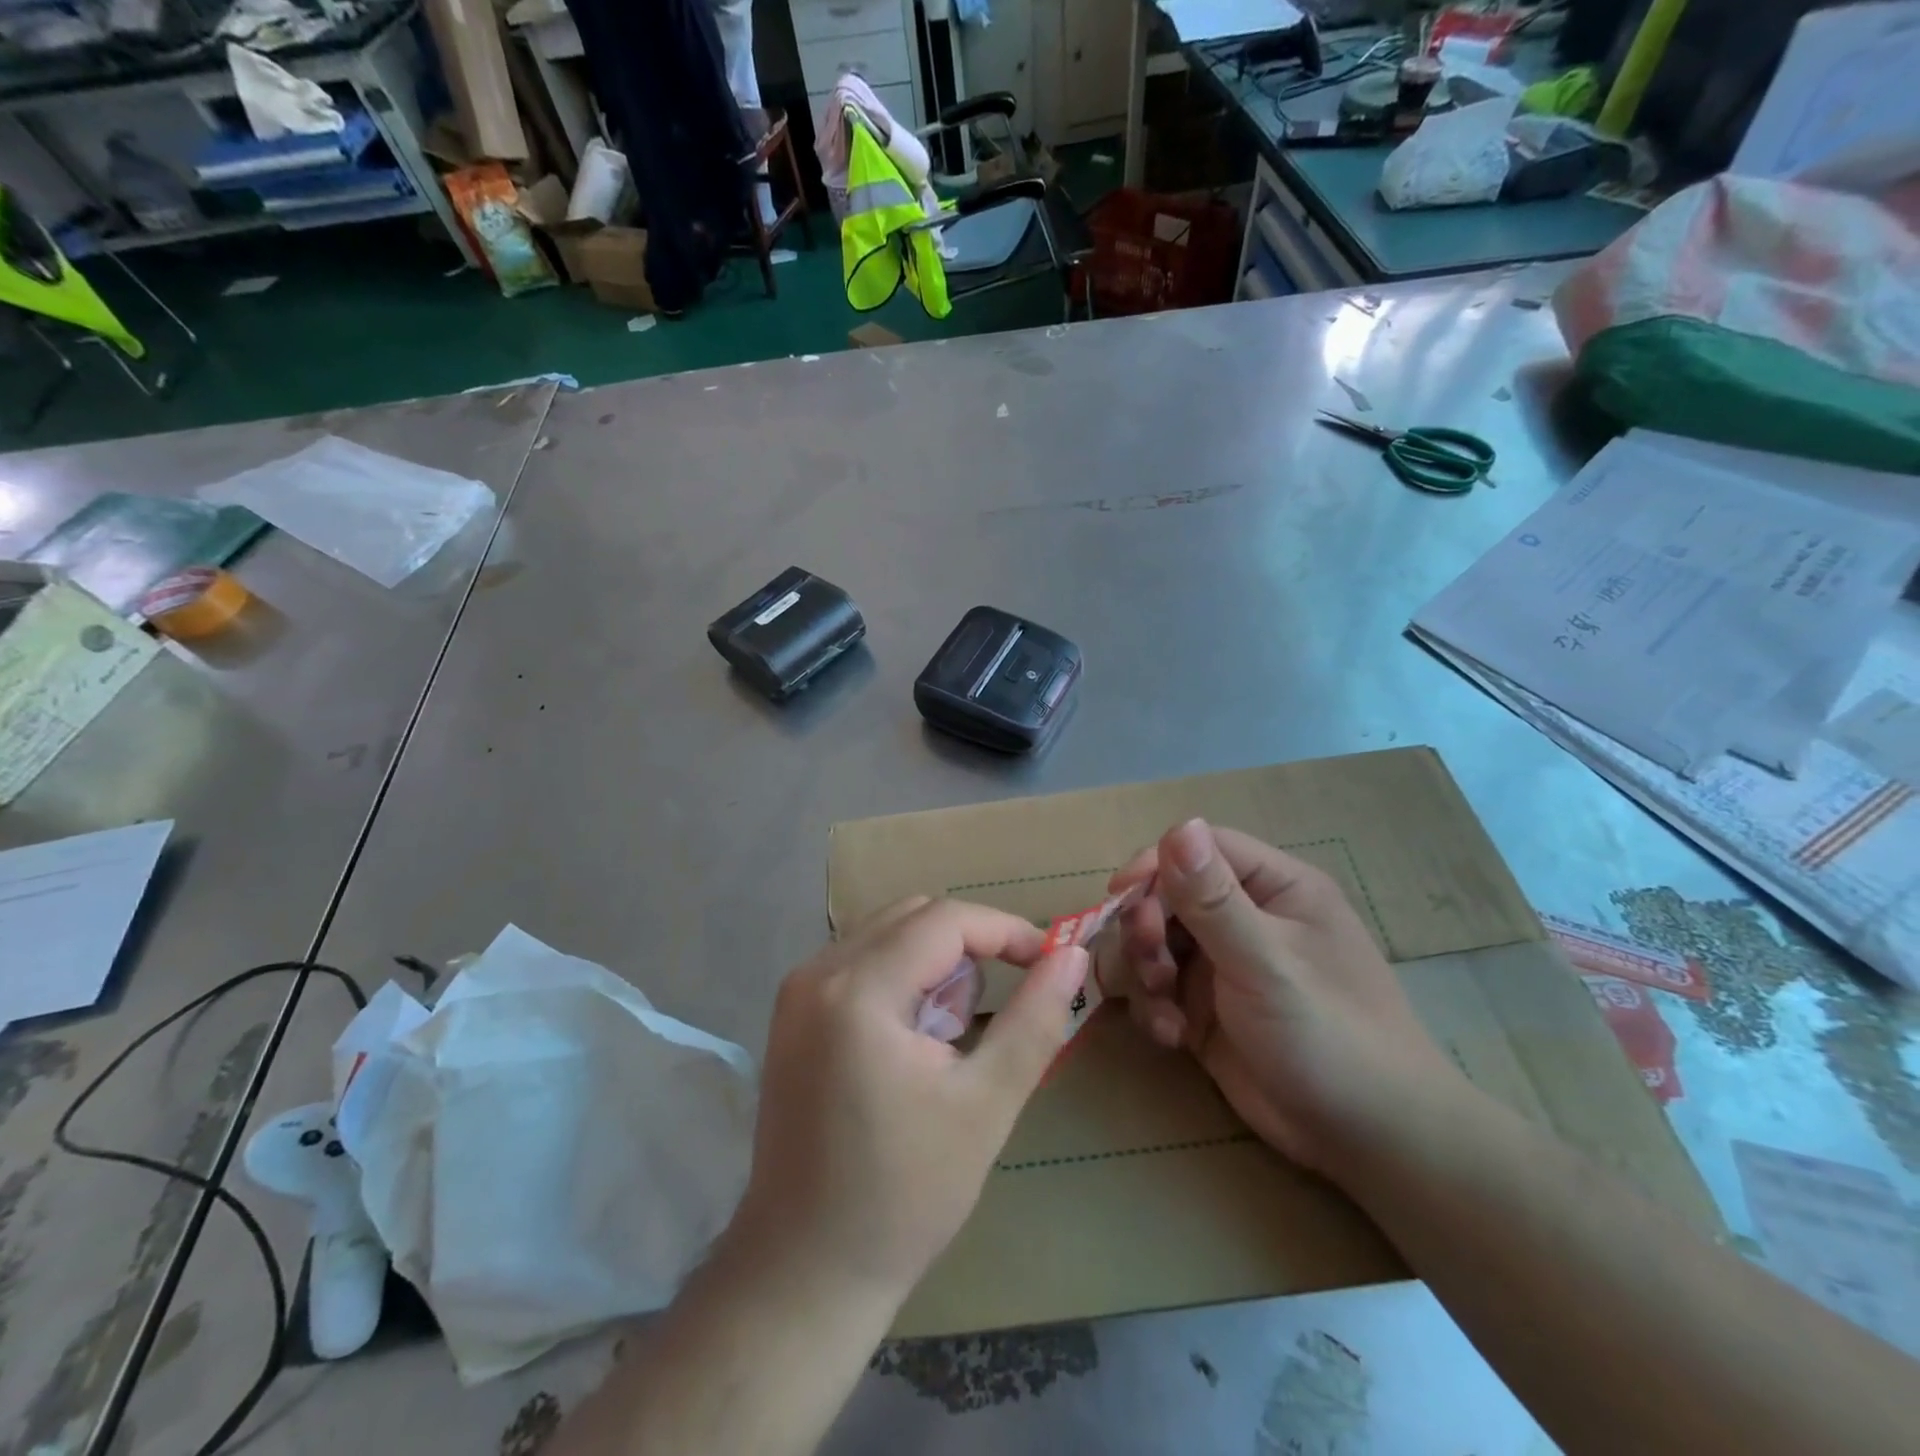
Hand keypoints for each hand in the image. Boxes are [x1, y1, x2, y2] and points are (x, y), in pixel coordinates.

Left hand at [731, 897, 1088, 1304]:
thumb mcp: (986, 1104)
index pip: (945, 920)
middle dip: (968, 949)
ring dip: (934, 965)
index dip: (1005, 930)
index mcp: (858, 990)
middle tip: (990, 1014)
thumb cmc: (904, 1194)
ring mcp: (797, 990)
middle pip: (914, 916)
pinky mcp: (792, 1012)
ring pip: (888, 933)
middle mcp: (817, 972)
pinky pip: (861, 960)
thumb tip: (1072, 955)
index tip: (1048, 961)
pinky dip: (901, 979)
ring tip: (947, 1041)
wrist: (805, 1270)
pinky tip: (911, 1043)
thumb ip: (1035, 1019)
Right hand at [1104, 820, 1470, 1174]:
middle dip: (1147, 927)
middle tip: (1150, 965)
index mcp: (1275, 887)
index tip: (1120, 893)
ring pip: (1154, 941)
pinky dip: (1154, 1007)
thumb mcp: (1267, 963)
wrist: (1368, 1142)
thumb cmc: (1329, 1035)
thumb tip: (1180, 824)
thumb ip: (1215, 899)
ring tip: (1162, 1007)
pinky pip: (1158, 988)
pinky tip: (1172, 1036)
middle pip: (1168, 894)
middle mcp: (1246, 917)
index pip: (1201, 849)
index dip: (1156, 864)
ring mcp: (1223, 963)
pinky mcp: (1205, 1007)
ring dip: (1145, 970)